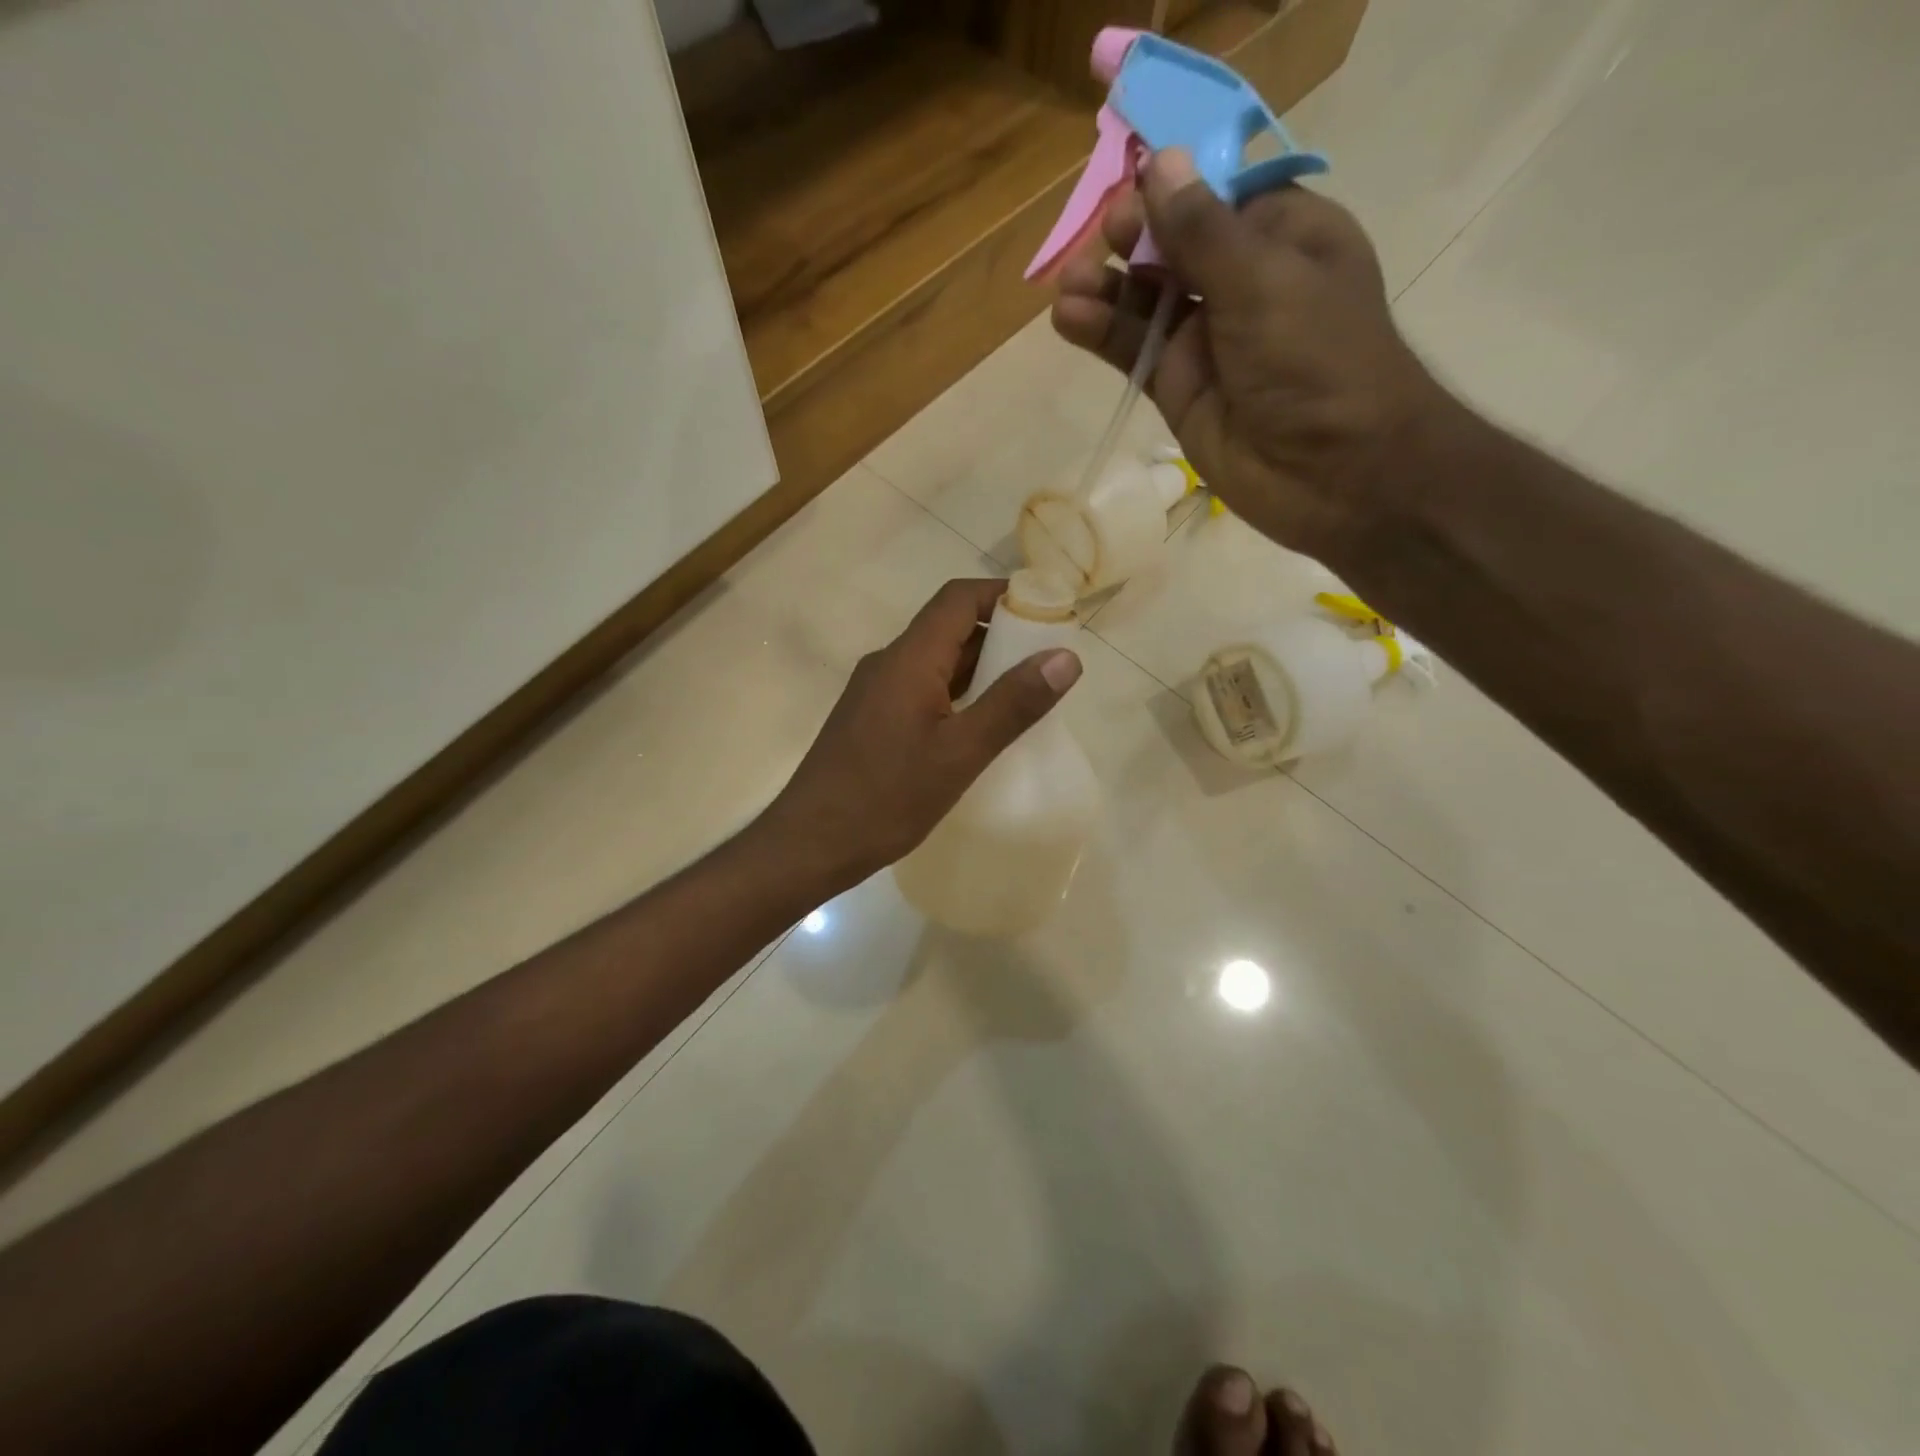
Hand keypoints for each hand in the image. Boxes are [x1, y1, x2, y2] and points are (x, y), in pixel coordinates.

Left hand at [760, 579, 1082, 887]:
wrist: (809, 844)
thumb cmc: (885, 798)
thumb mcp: (960, 753)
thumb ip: (1013, 703)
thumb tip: (1066, 656)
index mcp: (909, 659)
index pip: (959, 599)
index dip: (1005, 595)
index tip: (1049, 612)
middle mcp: (888, 664)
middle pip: (948, 627)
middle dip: (1000, 634)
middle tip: (1049, 660)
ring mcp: (875, 692)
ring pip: (936, 662)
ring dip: (980, 668)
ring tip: (1026, 693)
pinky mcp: (871, 720)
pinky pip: (922, 689)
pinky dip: (957, 694)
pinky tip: (980, 726)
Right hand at [1052, 149, 1449, 564]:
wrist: (1329, 472)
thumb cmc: (1315, 360)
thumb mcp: (1262, 281)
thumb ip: (1202, 230)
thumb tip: (1159, 162)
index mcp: (1283, 237)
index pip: (1216, 196)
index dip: (1172, 188)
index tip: (1131, 186)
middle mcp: (1242, 283)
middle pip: (1173, 245)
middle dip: (1133, 238)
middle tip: (1104, 238)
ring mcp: (1205, 339)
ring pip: (1144, 302)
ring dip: (1105, 288)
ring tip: (1068, 286)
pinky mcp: (1177, 388)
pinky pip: (1133, 352)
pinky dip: (1102, 334)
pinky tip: (1069, 318)